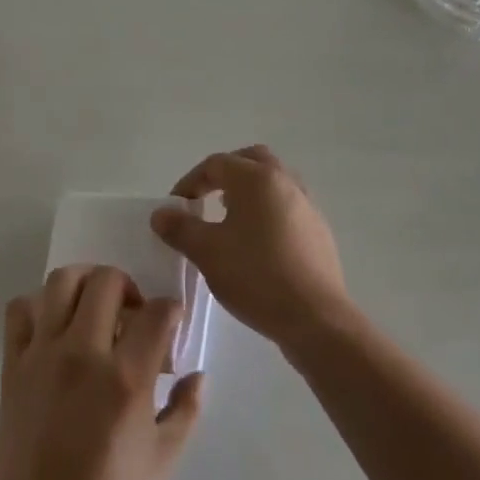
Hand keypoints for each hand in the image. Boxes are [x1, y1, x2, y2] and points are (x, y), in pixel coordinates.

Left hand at [0, 265, 202, 479]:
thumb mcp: (162, 464)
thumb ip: (185, 412)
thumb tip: (197, 375)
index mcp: (125, 378)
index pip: (156, 312)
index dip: (170, 310)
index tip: (170, 322)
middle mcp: (83, 353)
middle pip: (106, 280)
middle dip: (127, 286)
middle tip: (131, 313)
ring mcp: (43, 354)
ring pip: (61, 281)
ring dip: (84, 283)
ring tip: (93, 307)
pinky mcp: (13, 365)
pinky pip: (19, 311)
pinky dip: (37, 306)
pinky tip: (53, 328)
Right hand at [151, 145, 349, 354]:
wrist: (317, 319)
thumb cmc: (256, 276)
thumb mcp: (207, 252)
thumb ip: (180, 228)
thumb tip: (160, 213)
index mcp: (256, 178)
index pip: (215, 164)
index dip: (190, 181)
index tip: (176, 207)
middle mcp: (284, 181)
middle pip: (250, 160)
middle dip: (225, 173)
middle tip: (206, 197)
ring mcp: (306, 205)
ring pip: (273, 181)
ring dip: (249, 190)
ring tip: (230, 218)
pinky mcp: (319, 231)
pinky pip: (288, 205)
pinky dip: (268, 210)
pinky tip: (257, 242)